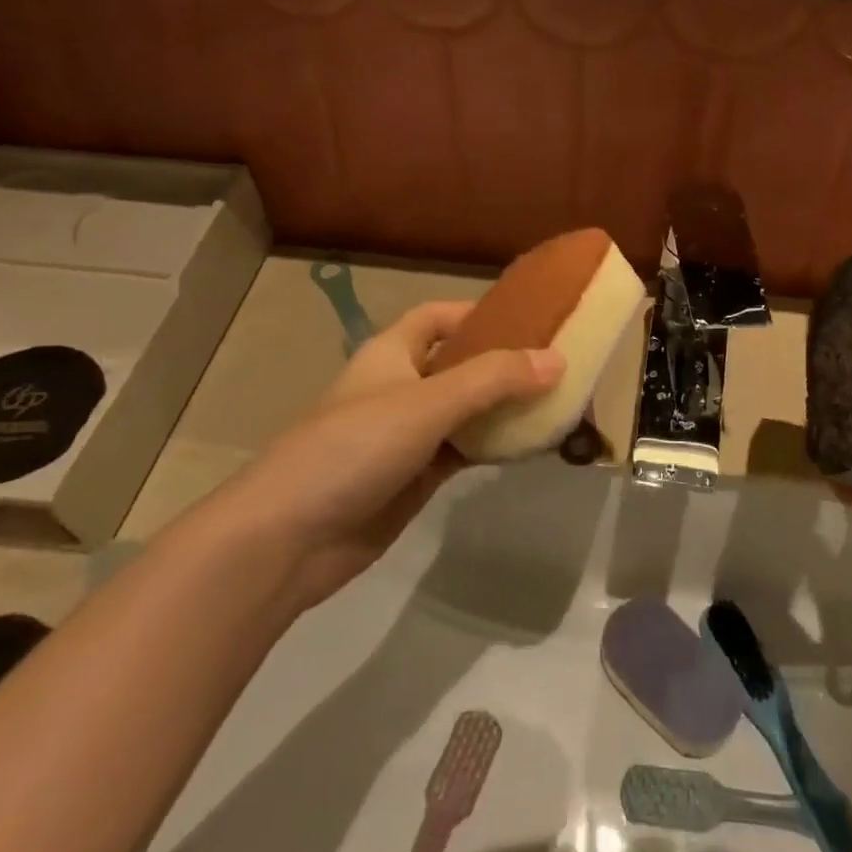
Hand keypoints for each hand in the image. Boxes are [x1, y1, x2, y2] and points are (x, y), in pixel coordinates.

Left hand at [227, 302, 562, 616]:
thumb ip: (493, 379)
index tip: (531, 319)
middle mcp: (401, 386)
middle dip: (504, 363)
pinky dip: (492, 445)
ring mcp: (407, 435)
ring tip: (559, 404)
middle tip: (561, 365)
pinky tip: (529, 447)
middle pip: (459, 364)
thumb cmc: (354, 448)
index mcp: (391, 353)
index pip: (439, 317)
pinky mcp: (415, 477)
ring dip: (504, 408)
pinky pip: (463, 450)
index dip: (479, 313)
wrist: (290, 539)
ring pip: (466, 410)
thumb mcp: (427, 403)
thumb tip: (557, 360)